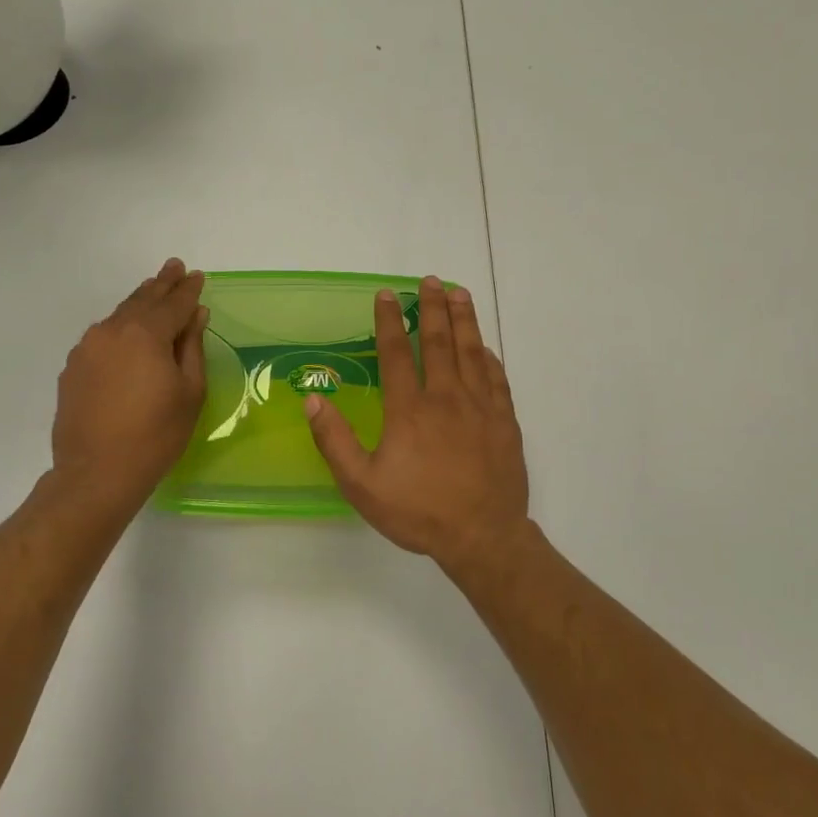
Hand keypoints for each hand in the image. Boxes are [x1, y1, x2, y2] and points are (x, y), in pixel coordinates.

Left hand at [51, 259, 208, 515]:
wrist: (97, 472)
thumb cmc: (156, 435)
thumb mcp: (189, 392)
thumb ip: (191, 347)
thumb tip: (195, 315)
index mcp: (145, 334)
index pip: (173, 303)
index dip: (188, 290)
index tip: (197, 276)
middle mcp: (112, 331)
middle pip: (142, 300)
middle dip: (161, 284)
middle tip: (174, 267)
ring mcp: (87, 348)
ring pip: (118, 316)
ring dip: (138, 302)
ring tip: (152, 291)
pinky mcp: (73, 367)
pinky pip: (101, 337)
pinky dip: (119, 328)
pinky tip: (126, 333)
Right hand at [304, 276, 530, 574]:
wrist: (482, 535)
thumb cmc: (418, 511)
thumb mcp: (362, 485)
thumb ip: (335, 441)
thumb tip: (313, 400)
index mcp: (409, 409)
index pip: (396, 353)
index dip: (390, 321)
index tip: (387, 295)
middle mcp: (446, 397)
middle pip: (439, 342)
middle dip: (432, 307)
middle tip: (431, 280)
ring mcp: (480, 407)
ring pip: (471, 352)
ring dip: (464, 319)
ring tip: (460, 293)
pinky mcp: (504, 421)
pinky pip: (497, 378)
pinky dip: (488, 358)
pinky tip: (484, 347)